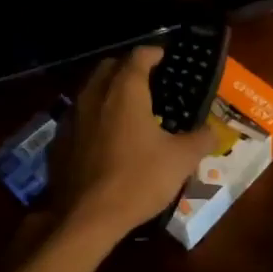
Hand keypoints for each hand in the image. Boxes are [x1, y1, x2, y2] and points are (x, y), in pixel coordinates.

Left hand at [52, 46, 218, 244]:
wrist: (86, 218)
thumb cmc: (138, 180)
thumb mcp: (181, 160)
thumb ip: (201, 139)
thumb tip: (214, 131)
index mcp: (125, 92)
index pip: (138, 56)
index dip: (155, 53)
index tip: (167, 58)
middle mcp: (94, 96)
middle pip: (109, 67)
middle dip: (128, 68)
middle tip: (149, 82)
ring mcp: (72, 118)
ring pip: (90, 91)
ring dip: (108, 92)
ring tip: (128, 109)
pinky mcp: (59, 141)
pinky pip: (79, 117)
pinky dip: (94, 117)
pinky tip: (106, 138)